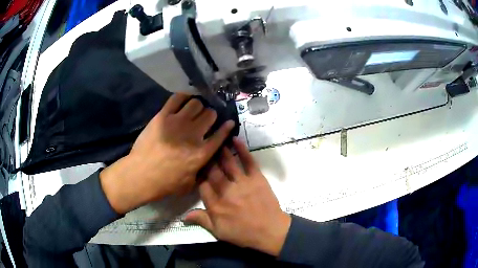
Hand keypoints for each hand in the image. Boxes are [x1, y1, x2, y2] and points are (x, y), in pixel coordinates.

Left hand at [100, 94, 234, 213]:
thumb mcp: (190, 184)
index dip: (227, 127)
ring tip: (193, 111)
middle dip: (211, 115)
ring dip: (198, 106)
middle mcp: (193, 134)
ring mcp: (177, 122)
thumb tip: (206, 160)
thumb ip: (201, 170)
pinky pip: (177, 98)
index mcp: (202, 152)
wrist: (141, 175)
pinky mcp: (163, 116)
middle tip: (205, 119)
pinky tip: (183, 101)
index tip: (229, 122)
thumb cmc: (166, 183)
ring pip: (196, 103)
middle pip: (210, 114)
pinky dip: (183, 97)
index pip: (220, 134)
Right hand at [184, 137, 290, 256]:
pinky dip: (242, 150)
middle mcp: (226, 190)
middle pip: (213, 171)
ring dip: (220, 151)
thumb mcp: (219, 232)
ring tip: (215, 139)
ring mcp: (242, 182)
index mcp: (215, 204)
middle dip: (206, 160)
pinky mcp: (257, 178)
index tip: (195, 168)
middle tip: (202, 148)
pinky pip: (248, 161)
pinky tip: (235, 139)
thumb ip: (202, 221)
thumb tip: (184, 216)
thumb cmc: (243, 233)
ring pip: (228, 163)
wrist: (270, 231)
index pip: (202, 185)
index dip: (198, 176)